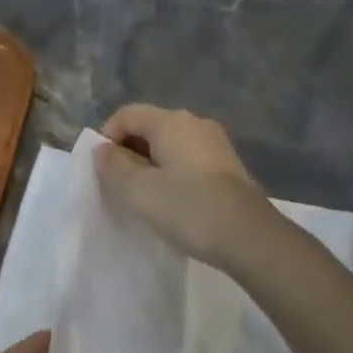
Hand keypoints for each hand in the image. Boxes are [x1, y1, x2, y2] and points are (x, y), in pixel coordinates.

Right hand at [93, 104, 278, 267]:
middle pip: (148, 128)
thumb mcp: (139, 191)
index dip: (107, 138)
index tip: (102, 172)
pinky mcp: (227, 167)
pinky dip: (171, 175)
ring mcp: (215, 144)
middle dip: (127, 154)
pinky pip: (187, 161)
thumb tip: (103, 150)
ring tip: (143, 199)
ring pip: (169, 146)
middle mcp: (195, 123)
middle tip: (119, 188)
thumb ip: (113, 166)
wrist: (251, 237)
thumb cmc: (189, 209)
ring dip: (149, 167)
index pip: (126, 115)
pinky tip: (171, 203)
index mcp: (171, 122)